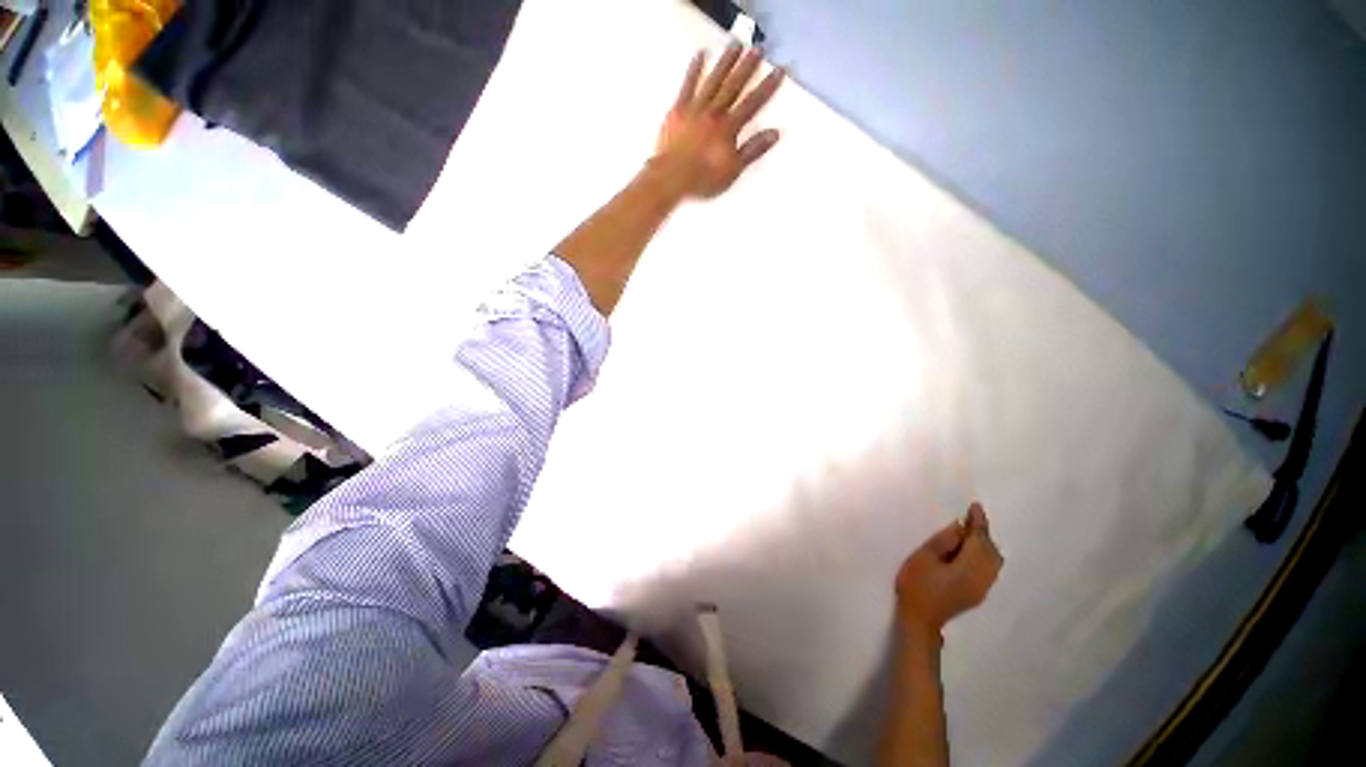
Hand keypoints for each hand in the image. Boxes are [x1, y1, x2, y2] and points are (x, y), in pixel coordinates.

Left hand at [654, 46, 784, 199]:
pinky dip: (694, 69)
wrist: (672, 177)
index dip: (767, 86)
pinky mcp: (679, 109)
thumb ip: (753, 150)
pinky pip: (688, 85)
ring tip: (736, 44)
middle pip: (734, 86)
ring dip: (726, 62)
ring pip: (714, 80)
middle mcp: (715, 112)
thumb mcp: (733, 170)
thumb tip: (775, 133)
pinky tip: (701, 54)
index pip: (752, 103)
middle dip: (747, 67)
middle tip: (758, 49)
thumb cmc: (704, 179)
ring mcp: (696, 108)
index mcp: (729, 128)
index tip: (779, 70)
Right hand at [895, 503, 1002, 642]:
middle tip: (970, 518)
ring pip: (993, 561)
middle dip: (983, 533)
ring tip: (969, 533)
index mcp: (969, 568)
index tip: (975, 506)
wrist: (920, 619)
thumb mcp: (924, 558)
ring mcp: (983, 587)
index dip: (978, 522)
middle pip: (991, 551)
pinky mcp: (978, 592)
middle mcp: (982, 578)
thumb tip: (959, 527)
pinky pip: (989, 568)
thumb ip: (943, 541)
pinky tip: (970, 551)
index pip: (979, 540)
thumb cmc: (917, 585)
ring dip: (985, 544)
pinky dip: (984, 555)